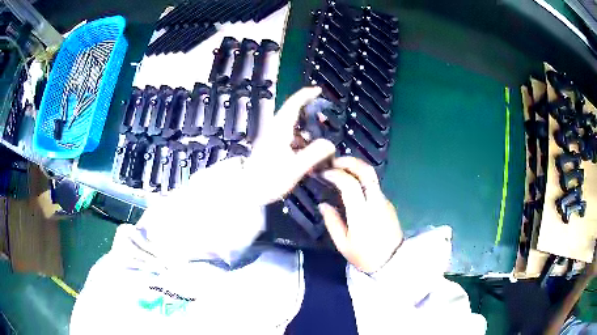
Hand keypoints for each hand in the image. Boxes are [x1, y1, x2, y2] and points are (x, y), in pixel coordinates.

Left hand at [245, 87, 335, 203]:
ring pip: (293, 127)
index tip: (318, 90)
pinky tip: (309, 154)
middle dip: (311, 114)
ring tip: (321, 141)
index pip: (293, 104)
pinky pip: (291, 138)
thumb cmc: (268, 179)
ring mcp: (273, 138)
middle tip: (325, 120)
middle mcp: (276, 130)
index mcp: (280, 129)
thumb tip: (330, 144)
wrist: (247, 190)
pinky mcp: (273, 148)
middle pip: (294, 113)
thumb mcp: (295, 168)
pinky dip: (302, 141)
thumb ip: (314, 154)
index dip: (306, 95)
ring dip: (307, 130)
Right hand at [319, 157, 402, 272]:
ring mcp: (384, 201)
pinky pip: (374, 186)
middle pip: (367, 171)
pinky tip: (352, 186)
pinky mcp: (388, 203)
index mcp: (362, 213)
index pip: (350, 184)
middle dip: (350, 161)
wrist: (392, 262)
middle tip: (334, 161)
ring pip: (372, 176)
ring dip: (356, 168)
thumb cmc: (365, 256)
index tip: (324, 173)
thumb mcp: (343, 244)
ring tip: (340, 170)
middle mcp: (375, 202)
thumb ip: (332, 222)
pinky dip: (362, 179)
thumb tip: (323, 204)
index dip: (336, 174)